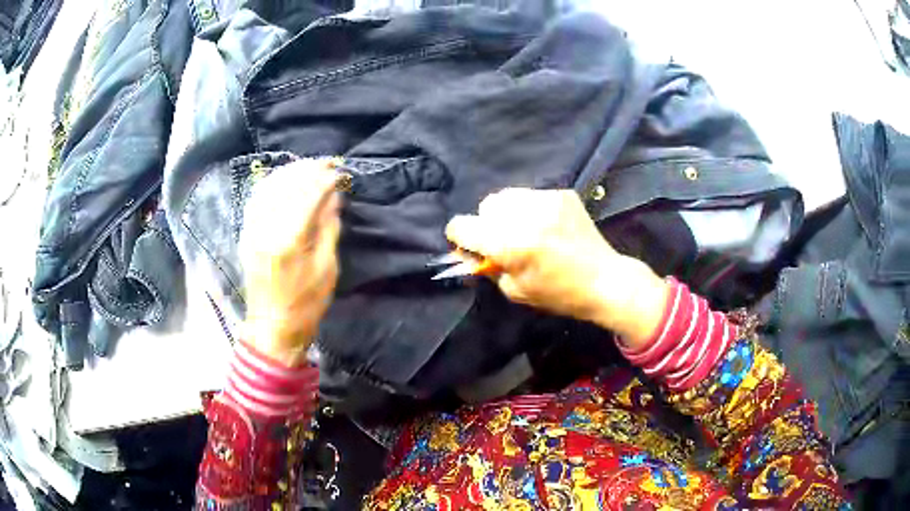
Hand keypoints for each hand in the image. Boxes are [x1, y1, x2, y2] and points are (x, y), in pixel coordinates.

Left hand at [239, 159, 341, 366]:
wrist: (272, 327)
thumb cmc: (305, 304)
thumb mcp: (326, 270)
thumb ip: (328, 229)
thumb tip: (332, 198)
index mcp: (290, 241)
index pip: (307, 196)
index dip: (323, 180)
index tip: (337, 172)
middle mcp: (267, 229)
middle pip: (286, 186)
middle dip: (307, 170)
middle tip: (325, 164)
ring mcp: (252, 231)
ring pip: (268, 189)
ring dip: (288, 173)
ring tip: (306, 167)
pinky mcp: (246, 235)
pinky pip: (255, 200)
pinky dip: (270, 185)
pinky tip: (282, 180)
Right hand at [446, 188, 667, 347]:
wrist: (604, 279)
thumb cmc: (559, 294)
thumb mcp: (515, 290)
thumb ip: (488, 268)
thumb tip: (469, 252)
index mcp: (510, 245)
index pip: (463, 226)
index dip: (459, 235)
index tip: (466, 242)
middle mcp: (525, 216)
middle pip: (486, 206)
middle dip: (488, 223)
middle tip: (504, 240)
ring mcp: (545, 201)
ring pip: (507, 196)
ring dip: (508, 212)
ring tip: (525, 230)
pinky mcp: (561, 194)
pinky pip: (531, 195)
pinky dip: (530, 209)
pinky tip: (547, 225)